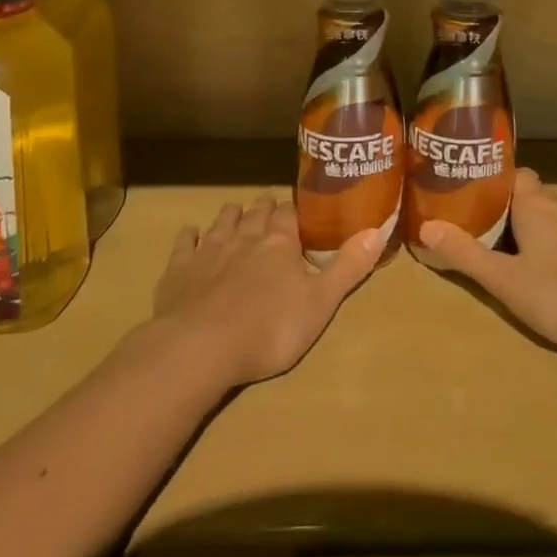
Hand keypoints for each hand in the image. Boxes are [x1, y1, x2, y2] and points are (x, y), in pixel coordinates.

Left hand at [153, 195, 384, 388]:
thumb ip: (348, 267)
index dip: (296, 210)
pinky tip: (191, 235)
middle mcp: (245, 236)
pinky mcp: (179, 268)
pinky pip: (185, 242)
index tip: (302, 210)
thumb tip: (378, 230)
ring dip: (232, 215)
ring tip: (238, 214)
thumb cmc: (268, 329)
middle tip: (272, 210)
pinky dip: (190, 235)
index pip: (291, 212)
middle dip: (265, 208)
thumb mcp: (320, 304)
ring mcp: (209, 249)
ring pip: (223, 220)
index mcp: (280, 242)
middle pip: (257, 212)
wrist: (199, 348)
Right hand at [418, 168, 556, 360]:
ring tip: (520, 255)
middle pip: (529, 195)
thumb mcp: (505, 282)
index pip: (510, 174)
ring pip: (555, 215)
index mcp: (535, 203)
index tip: (471, 199)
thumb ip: (466, 254)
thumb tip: (426, 227)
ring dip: (536, 228)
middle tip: (487, 235)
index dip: (491, 184)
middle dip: (509, 210)